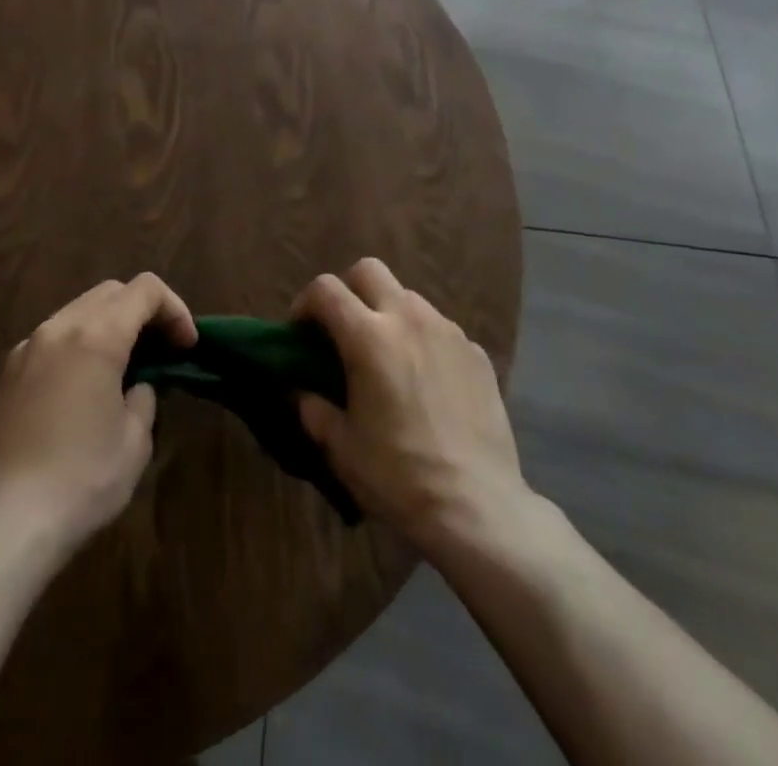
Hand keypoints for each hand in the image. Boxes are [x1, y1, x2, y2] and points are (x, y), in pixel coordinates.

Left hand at [0, 273, 196, 554]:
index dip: (175, 309)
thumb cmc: (81, 480)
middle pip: (110, 292)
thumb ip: (144, 397)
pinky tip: (84, 387)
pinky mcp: (7, 375)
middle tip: (162, 349)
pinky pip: (52, 339)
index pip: (145, 290)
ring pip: (78, 311)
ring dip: (109, 325)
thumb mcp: (135, 441)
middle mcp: (58, 328)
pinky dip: (78, 344)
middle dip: (143, 311)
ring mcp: (27, 348)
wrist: (3, 525)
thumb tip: (136, 386)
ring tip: (125, 367)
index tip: (186, 346)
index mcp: (96, 335)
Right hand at [294, 258, 528, 555]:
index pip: (326, 289)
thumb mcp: (342, 447)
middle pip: (369, 270)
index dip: (305, 303)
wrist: (477, 507)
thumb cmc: (398, 475)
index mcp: (368, 336)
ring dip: (388, 313)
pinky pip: (440, 328)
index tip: (301, 332)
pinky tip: (426, 381)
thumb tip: (300, 391)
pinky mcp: (476, 351)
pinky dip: (423, 340)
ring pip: (408, 296)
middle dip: (348, 290)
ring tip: (388, 357)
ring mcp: (447, 331)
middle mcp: (408, 318)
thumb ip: (314, 409)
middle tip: (344, 330)